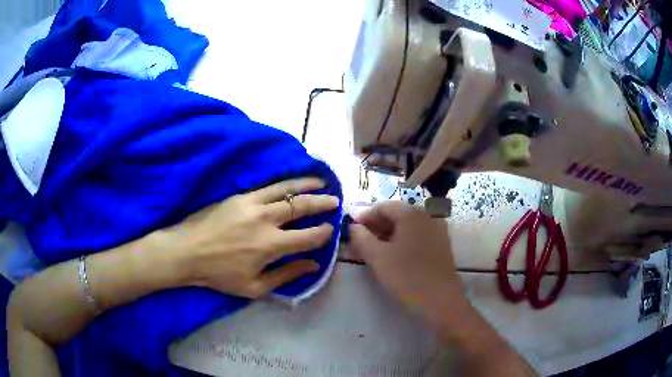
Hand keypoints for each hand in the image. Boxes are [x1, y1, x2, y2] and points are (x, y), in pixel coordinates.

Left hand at [158, 178, 338, 297]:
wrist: (186, 251)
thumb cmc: (219, 274)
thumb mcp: (254, 287)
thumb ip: (286, 275)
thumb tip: (312, 265)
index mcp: (271, 245)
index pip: (308, 236)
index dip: (324, 233)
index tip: (331, 229)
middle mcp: (266, 220)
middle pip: (302, 206)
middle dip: (322, 203)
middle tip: (335, 200)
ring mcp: (252, 203)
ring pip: (287, 189)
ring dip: (307, 184)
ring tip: (322, 181)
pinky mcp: (240, 196)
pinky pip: (269, 186)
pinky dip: (286, 182)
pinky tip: (293, 182)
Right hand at [348, 201, 464, 310]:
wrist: (441, 302)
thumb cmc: (407, 277)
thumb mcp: (378, 258)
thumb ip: (361, 238)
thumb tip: (353, 227)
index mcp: (412, 213)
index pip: (383, 207)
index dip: (364, 217)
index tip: (351, 232)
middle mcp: (427, 215)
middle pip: (396, 215)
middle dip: (376, 227)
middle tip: (360, 243)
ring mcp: (438, 230)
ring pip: (407, 226)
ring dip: (388, 235)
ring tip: (374, 251)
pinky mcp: (442, 245)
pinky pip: (418, 236)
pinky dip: (402, 241)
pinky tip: (394, 256)